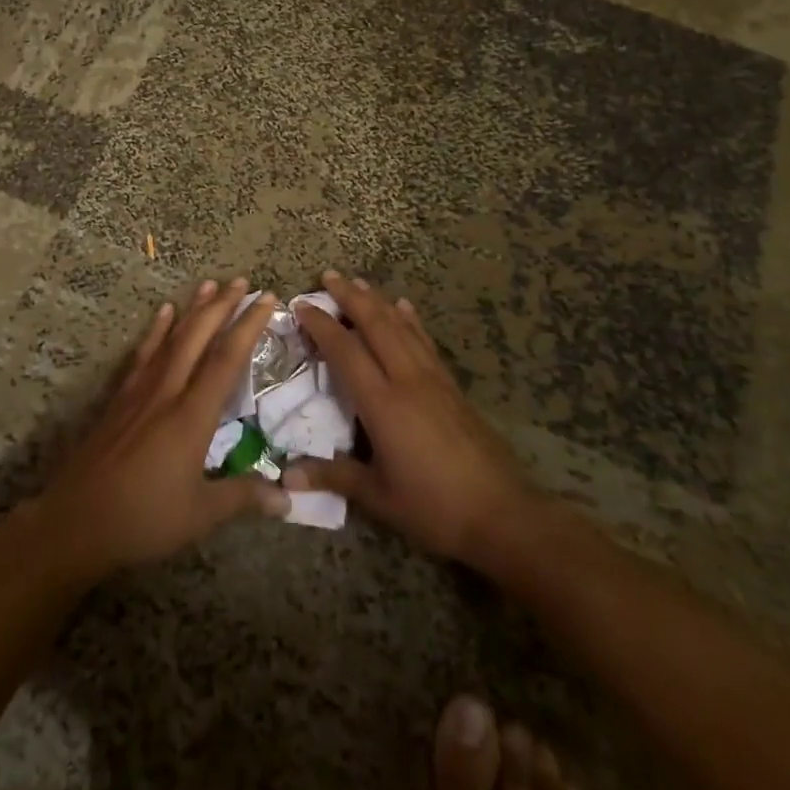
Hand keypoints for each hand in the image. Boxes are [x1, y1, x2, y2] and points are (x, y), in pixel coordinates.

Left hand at [35, 279, 288, 578]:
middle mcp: (168, 392)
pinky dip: (156, 330)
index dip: (249, 326)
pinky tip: (163, 312)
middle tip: (241, 280)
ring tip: (208, 283)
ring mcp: (140, 391)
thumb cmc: (143, 520)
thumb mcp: (200, 515)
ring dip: (192, 309)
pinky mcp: (120, 398)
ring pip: (171, 338)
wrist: (75, 521)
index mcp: (192, 416)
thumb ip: (243, 497)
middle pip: (198, 337)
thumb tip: (289, 497)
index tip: (266, 299)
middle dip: (222, 305)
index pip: (227, 359)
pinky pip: (143, 353)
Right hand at [286, 272, 538, 568]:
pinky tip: (404, 306)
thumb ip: (334, 477)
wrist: (502, 514)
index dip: (322, 325)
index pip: (345, 351)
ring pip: (401, 326)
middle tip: (328, 276)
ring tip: (358, 282)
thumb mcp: (379, 497)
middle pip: (375, 325)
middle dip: (350, 297)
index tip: (301, 305)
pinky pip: (424, 341)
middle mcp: (407, 379)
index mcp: (383, 404)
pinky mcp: (452, 385)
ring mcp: (433, 379)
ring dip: (378, 300)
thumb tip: (286, 477)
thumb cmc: (434, 508)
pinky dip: (410, 319)